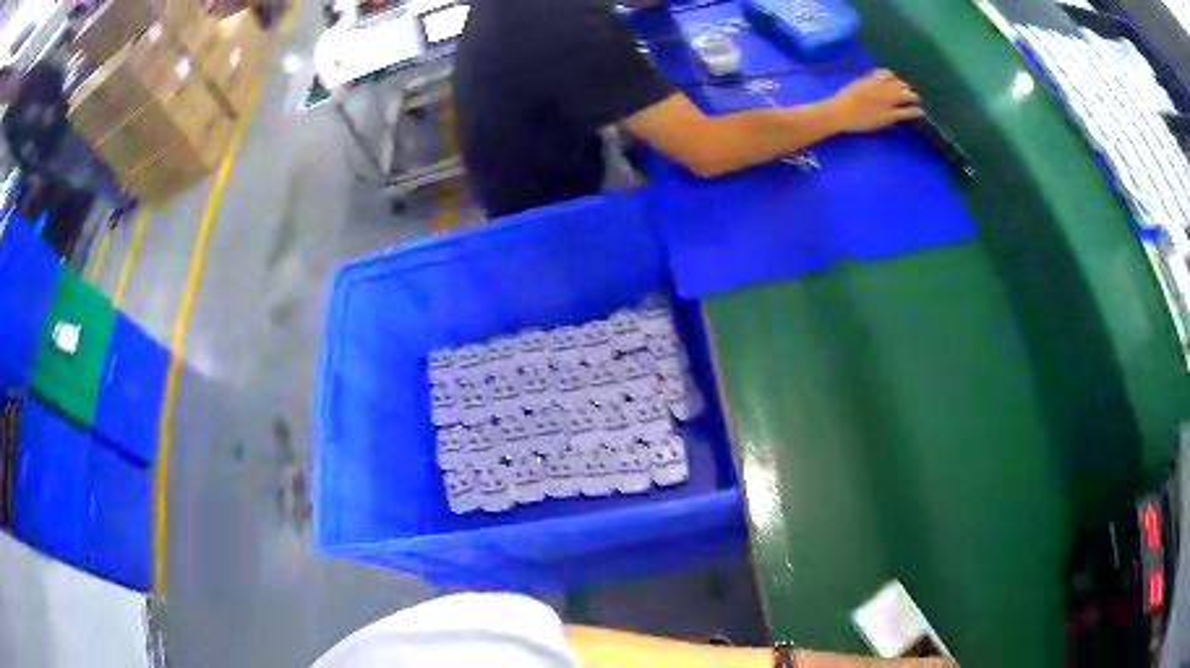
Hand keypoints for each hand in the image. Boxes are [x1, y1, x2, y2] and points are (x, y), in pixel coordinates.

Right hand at [826, 69, 923, 132]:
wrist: (839, 112)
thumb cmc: (841, 100)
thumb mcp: (854, 86)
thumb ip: (866, 83)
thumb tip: (873, 83)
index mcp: (871, 79)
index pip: (887, 74)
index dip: (893, 78)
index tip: (895, 82)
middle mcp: (881, 87)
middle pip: (898, 84)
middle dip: (904, 88)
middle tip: (908, 93)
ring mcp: (886, 101)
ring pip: (905, 95)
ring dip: (912, 97)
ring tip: (916, 100)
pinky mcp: (889, 115)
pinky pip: (906, 112)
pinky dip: (915, 111)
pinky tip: (920, 112)